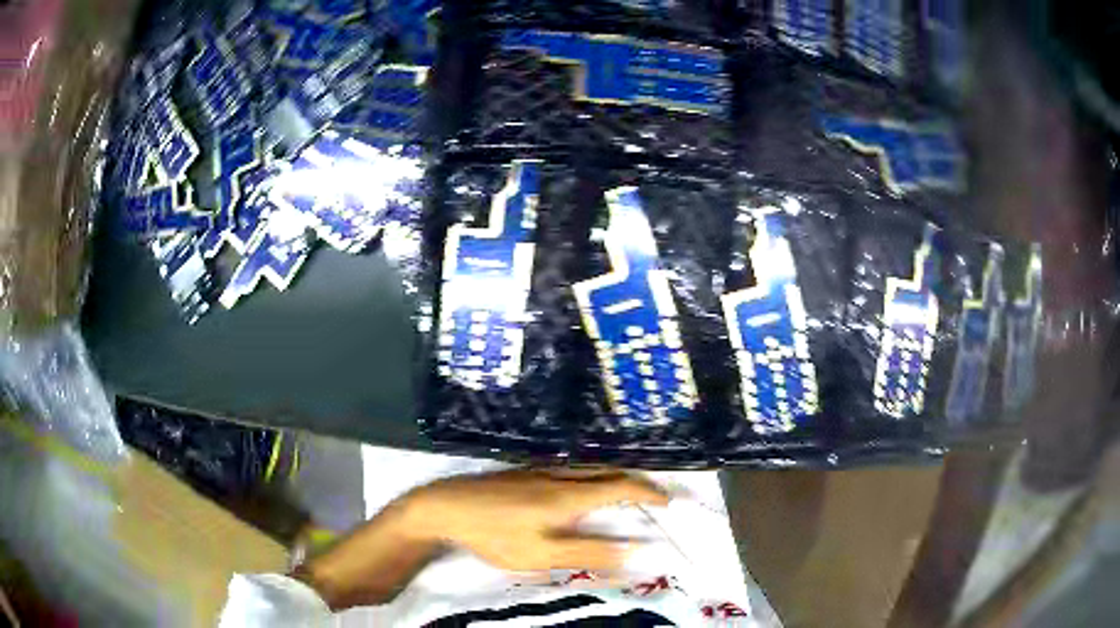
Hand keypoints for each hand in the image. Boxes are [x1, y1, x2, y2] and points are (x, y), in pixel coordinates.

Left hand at [406, 468, 670, 571]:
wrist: (447, 506)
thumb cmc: (495, 534)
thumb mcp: (542, 554)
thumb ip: (588, 552)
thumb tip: (632, 552)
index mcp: (570, 496)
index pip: (621, 488)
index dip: (649, 493)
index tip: (669, 501)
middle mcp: (561, 476)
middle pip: (609, 471)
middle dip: (637, 481)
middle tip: (654, 497)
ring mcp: (541, 470)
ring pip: (590, 468)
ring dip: (615, 476)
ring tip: (627, 492)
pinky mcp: (525, 472)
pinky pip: (573, 468)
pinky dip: (594, 475)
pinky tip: (583, 486)